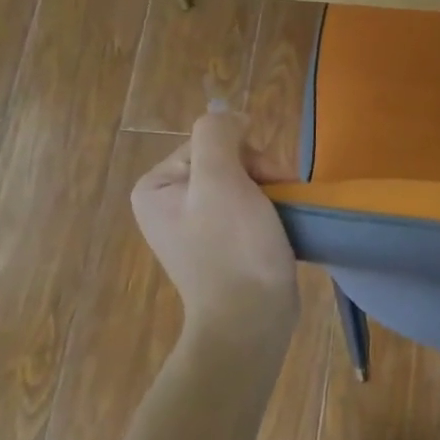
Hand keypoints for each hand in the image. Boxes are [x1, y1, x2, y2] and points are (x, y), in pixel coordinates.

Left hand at [131, 110, 298, 350]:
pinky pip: (249, 205)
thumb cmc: (233, 249)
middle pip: (227, 159)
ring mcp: (196, 225)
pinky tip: (280, 226)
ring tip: (283, 215)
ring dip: (270, 190)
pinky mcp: (221, 243)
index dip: (243, 153)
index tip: (264, 181)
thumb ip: (218, 134)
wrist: (251, 321)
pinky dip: (269, 209)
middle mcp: (170, 202)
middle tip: (278, 198)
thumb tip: (232, 118)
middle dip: (259, 173)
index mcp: (156, 186)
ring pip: (244, 181)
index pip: (209, 141)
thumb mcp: (220, 180)